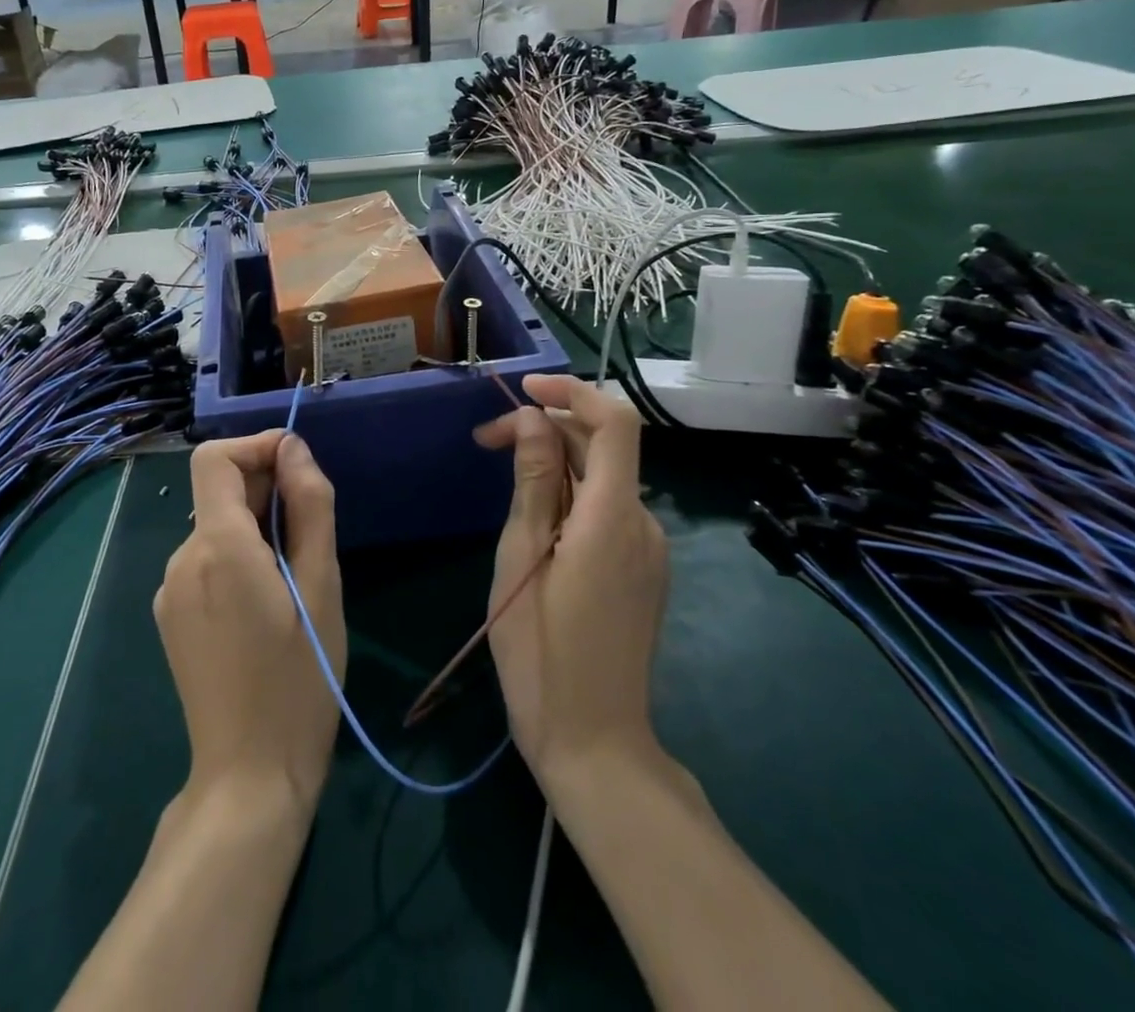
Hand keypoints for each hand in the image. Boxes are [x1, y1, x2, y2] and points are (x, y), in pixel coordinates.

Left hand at [157, 432, 344, 816]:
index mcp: (217, 546)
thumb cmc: (300, 679)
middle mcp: (181, 559)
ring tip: (294, 580)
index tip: (298, 470)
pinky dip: (237, 559)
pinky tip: (267, 605)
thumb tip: (293, 448)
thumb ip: (309, 506)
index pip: (214, 458)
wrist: (249, 776)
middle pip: (217, 493)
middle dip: (265, 493)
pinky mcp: (170, 616)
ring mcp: (170, 590)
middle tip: (311, 536)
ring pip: (215, 529)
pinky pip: (206, 562)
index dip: (255, 449)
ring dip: (255, 530)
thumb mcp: (322, 586)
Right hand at [475, 374, 667, 786]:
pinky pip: (608, 510)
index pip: (615, 424)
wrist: (594, 743)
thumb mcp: (521, 558)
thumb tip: (532, 421)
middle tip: (485, 440)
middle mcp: (643, 524)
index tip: (523, 391)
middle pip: (605, 447)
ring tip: (502, 472)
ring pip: (604, 478)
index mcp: (614, 518)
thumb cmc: (541, 653)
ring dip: (556, 460)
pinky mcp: (642, 570)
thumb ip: (533, 483)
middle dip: (547, 428)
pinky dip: (571, 493)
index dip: (572, 392)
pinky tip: (534, 513)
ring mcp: (649, 550)